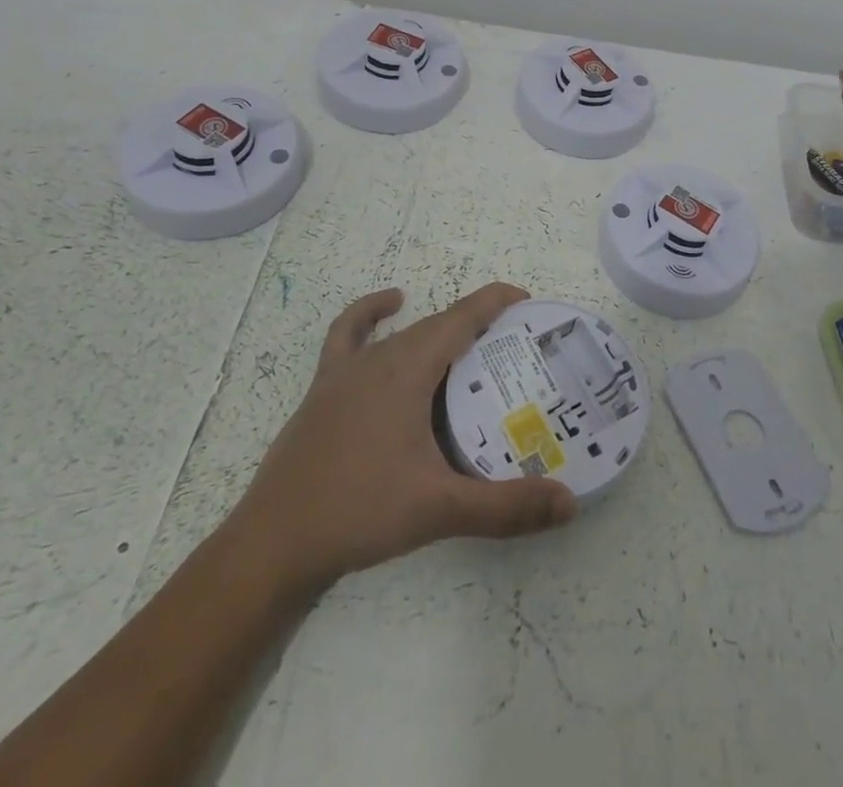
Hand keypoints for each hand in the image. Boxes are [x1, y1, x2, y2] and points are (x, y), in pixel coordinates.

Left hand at [235, 282, 577, 590]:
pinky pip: (349, 335)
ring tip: (467, 346)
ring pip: (402, 334)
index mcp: (407, 369)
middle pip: (437, 325)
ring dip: (437, 330)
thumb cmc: (359, 513)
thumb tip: (569, 505)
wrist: (273, 543)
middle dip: (476, 324)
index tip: (526, 299)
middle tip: (512, 344)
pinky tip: (387, 308)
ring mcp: (346, 371)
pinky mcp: (324, 389)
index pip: (461, 318)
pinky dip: (370, 314)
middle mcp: (379, 358)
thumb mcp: (439, 509)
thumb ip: (506, 507)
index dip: (494, 302)